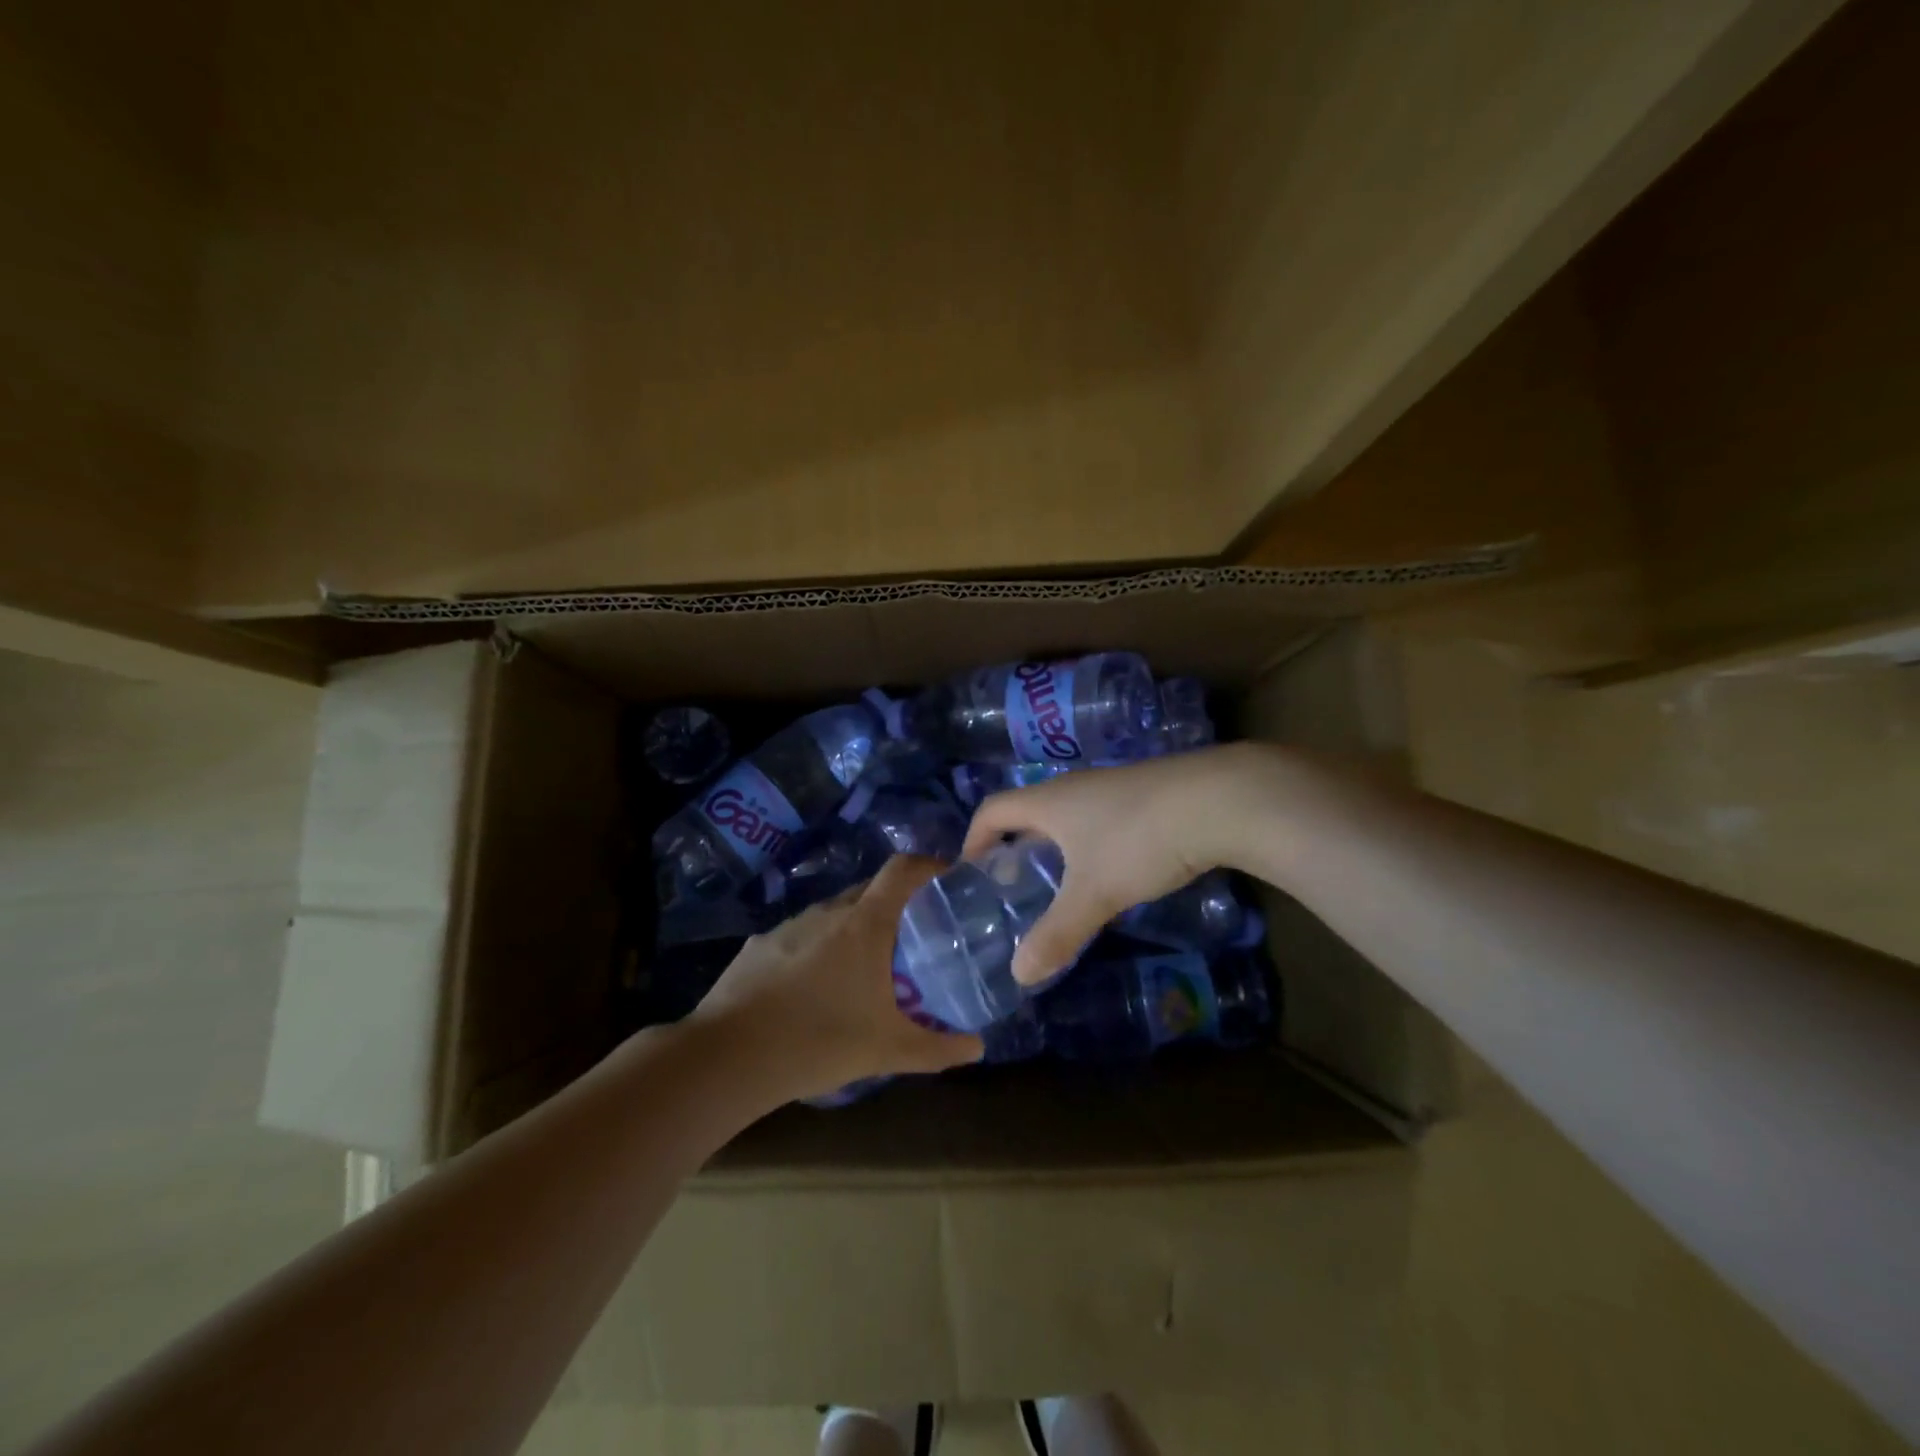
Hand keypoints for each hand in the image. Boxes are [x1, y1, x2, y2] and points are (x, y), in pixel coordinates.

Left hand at [690, 855, 984, 1101]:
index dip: (928, 866)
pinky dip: (816, 950)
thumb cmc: (819, 1041)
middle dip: (895, 904)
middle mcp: (827, 912)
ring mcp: (788, 927)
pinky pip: (799, 937)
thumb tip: (977, 1047)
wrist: (727, 1057)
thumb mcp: (887, 1050)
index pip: (902, 870)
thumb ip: (937, 1048)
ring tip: (862, 967)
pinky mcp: (758, 947)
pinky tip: (811, 989)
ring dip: (853, 929)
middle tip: (912, 936)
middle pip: (869, 890)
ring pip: (832, 914)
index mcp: (864, 924)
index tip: (947, 879)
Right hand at [961, 745, 1262, 985]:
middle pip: (1028, 813)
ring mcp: (1112, 788)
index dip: (973, 839)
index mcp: (1048, 801)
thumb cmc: (1139, 840)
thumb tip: (1020, 974)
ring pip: (1068, 819)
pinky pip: (1100, 821)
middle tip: (1014, 893)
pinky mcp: (1145, 796)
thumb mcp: (1094, 893)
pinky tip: (1113, 877)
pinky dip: (1091, 848)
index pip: (991, 809)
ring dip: (1055, 851)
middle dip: (1015, 850)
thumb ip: (1056, 934)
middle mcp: (1074, 787)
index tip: (972, 875)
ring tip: (1060, 891)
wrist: (1218, 801)